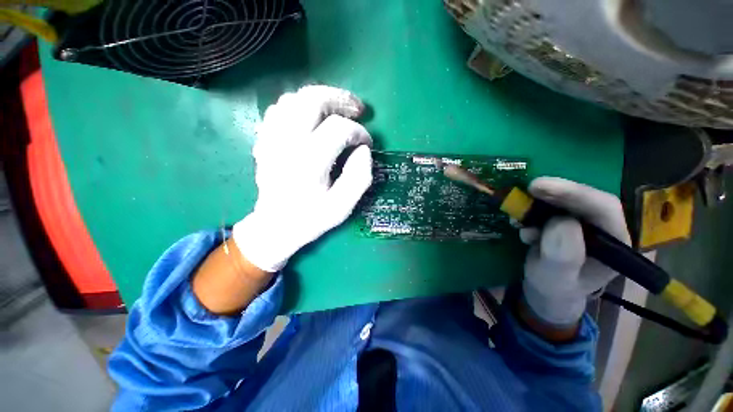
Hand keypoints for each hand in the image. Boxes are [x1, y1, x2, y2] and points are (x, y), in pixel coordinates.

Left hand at [233, 86, 373, 271]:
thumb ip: (358, 179)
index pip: (338, 129)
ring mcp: (271, 139)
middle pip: (311, 101)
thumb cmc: (310, 218)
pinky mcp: (264, 140)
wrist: (275, 226)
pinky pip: (279, 109)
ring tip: (337, 110)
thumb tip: (364, 151)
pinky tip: (312, 117)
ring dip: (320, 99)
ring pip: (293, 99)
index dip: (359, 131)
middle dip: (340, 99)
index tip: (367, 142)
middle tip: (357, 108)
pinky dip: (299, 106)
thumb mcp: (342, 207)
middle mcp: (287, 144)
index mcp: (309, 163)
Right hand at [520, 177, 630, 327]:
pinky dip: (531, 211)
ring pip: (564, 201)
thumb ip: (563, 256)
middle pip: (585, 199)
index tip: (542, 187)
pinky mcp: (563, 221)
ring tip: (519, 217)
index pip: (603, 209)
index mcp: (614, 242)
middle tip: (529, 187)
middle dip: (557, 192)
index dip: (576, 194)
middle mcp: (602, 227)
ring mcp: (582, 222)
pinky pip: (548, 208)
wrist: (548, 289)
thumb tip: (561, 222)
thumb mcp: (557, 279)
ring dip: (539, 204)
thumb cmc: (556, 288)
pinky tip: (520, 225)